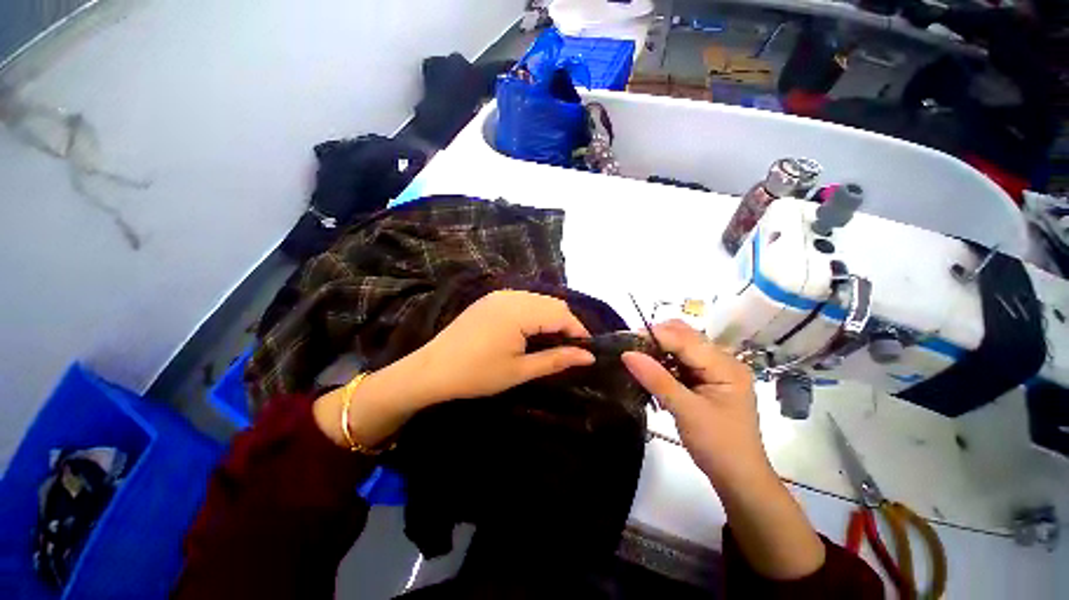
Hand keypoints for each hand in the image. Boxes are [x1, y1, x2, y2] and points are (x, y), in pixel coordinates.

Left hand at [315, 290, 594, 448]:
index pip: (561, 314)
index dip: (578, 330)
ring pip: (539, 300)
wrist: (432, 370)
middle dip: (566, 324)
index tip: (588, 350)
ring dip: (551, 318)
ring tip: (555, 341)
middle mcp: (512, 295)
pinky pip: (524, 300)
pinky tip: (533, 331)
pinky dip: (536, 313)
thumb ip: (556, 359)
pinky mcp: (491, 299)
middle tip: (572, 348)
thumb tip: (588, 356)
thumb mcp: (520, 370)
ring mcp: (499, 295)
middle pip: (552, 303)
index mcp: (519, 311)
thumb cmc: (477, 374)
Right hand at [621, 320, 768, 484]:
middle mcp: (723, 362)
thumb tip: (627, 353)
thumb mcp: (686, 411)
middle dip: (656, 340)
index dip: (655, 336)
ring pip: (681, 348)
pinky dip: (664, 364)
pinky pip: (682, 363)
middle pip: (685, 338)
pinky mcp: (707, 381)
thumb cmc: (718, 446)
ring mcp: (716, 371)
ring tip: (637, 360)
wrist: (739, 479)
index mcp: (726, 366)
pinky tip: (651, 372)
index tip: (626, 340)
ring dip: (659, 351)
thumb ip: (656, 379)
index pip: (685, 339)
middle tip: (631, 350)